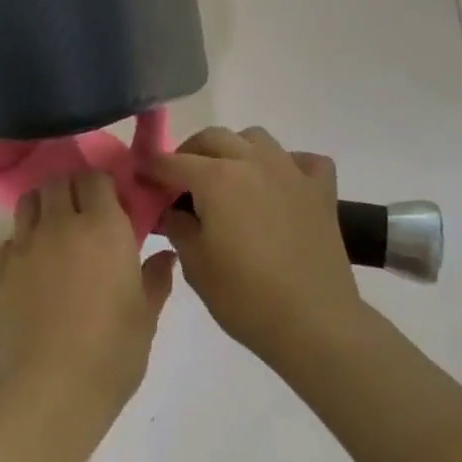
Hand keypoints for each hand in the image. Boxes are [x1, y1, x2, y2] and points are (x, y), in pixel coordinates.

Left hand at [0, 173, 174, 434]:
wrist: (51, 389)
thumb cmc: (112, 352)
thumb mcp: (146, 316)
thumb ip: (155, 278)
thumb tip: (164, 255)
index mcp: (102, 227)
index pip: (95, 178)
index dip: (103, 185)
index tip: (113, 203)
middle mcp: (59, 224)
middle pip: (57, 182)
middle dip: (71, 188)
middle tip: (84, 212)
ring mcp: (24, 246)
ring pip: (28, 202)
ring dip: (43, 206)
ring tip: (54, 229)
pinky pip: (9, 240)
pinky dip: (21, 243)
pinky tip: (32, 267)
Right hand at [144, 127, 363, 376]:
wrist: (315, 324)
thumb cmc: (245, 297)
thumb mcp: (194, 264)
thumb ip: (176, 226)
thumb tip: (171, 210)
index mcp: (216, 179)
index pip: (172, 162)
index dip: (151, 170)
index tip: (140, 181)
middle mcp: (252, 162)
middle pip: (212, 138)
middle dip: (189, 153)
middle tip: (180, 183)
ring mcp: (291, 173)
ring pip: (255, 138)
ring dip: (234, 149)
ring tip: (227, 178)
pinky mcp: (321, 191)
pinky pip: (303, 160)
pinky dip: (288, 164)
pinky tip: (279, 186)